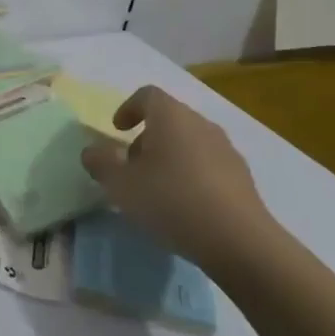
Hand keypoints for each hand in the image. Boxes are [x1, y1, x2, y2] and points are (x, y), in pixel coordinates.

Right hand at [80, 85, 275, 271]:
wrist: (238, 240)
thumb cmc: (171, 201)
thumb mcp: (120, 184)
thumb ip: (100, 162)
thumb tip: (92, 150)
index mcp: (171, 117)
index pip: (147, 95)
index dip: (128, 108)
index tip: (117, 130)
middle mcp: (201, 124)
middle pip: (169, 119)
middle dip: (146, 137)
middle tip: (132, 166)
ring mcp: (226, 149)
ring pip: (189, 142)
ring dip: (169, 156)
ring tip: (157, 189)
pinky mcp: (242, 176)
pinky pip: (208, 164)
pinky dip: (191, 174)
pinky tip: (185, 205)